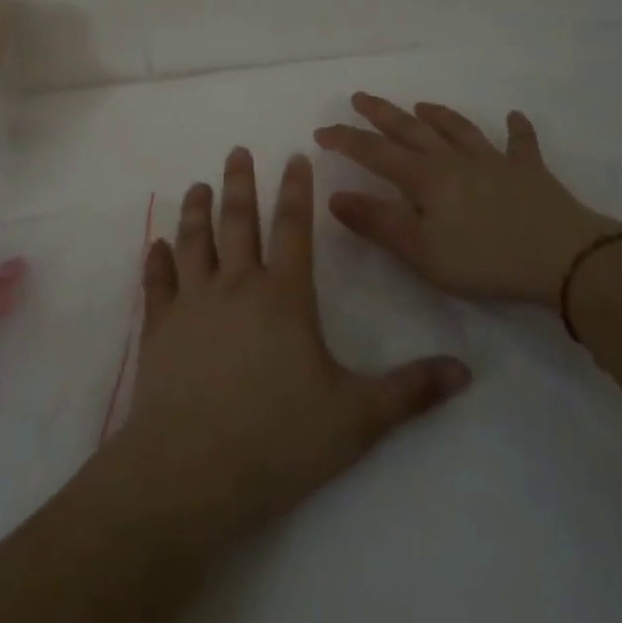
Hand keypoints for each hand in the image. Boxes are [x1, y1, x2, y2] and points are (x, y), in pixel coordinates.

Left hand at [106, 147, 470, 541]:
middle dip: (240, 183)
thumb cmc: (278, 440)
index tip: (294, 155)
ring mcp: (192, 304)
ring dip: (197, 210)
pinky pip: (157, 284)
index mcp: (284, 297)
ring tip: (198, 184)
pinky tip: (155, 246)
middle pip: (238, 221)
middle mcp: (236, 286)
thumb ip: (410, 391)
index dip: (295, 189)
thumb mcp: (356, 419)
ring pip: (194, 241)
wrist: (191, 471)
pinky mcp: (159, 329)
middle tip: (237, 151)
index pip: (293, 228)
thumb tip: (466, 371)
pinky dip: (156, 262)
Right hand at [314, 93, 620, 307]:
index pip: (375, 153)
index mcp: (426, 178)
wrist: (565, 259)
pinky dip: (516, 129)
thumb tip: (335, 197)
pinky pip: (521, 144)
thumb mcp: (422, 252)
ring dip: (437, 115)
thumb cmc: (486, 260)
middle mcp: (455, 160)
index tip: (322, 131)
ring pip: (458, 130)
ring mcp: (495, 162)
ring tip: (421, 104)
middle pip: (411, 130)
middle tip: (361, 97)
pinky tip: (515, 117)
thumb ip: (378, 223)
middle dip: (382, 114)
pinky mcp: (530, 173)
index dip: (347, 140)